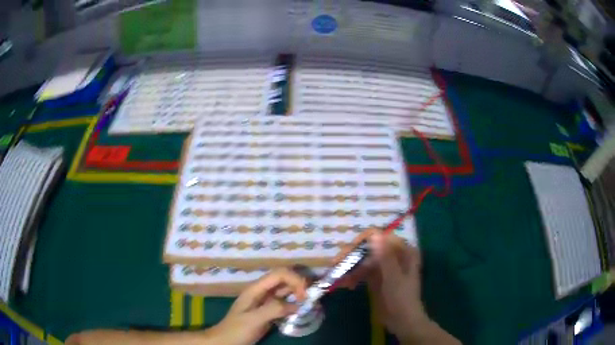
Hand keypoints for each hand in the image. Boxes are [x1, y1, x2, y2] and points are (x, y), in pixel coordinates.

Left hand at [208, 268, 307, 344]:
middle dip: (299, 284)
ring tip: (309, 303)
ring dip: (298, 293)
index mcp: (256, 289)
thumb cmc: (236, 329)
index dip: (294, 279)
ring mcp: (265, 301)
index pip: (279, 274)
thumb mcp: (253, 320)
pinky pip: (285, 302)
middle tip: (310, 298)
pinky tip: (300, 310)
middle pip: (284, 279)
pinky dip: (295, 304)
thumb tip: (296, 305)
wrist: (226, 341)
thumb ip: (272, 309)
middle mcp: (262, 291)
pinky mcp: (269, 311)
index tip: (304, 295)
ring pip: (286, 290)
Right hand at [338, 232, 426, 338]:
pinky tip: (347, 285)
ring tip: (340, 279)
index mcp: (403, 251)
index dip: (363, 241)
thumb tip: (375, 234)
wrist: (402, 320)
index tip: (349, 251)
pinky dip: (353, 277)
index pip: (381, 237)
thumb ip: (385, 256)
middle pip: (369, 248)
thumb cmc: (402, 297)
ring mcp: (384, 266)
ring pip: (363, 260)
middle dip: (353, 256)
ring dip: (350, 268)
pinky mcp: (376, 278)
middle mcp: (393, 255)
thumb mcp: (394, 277)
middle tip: (336, 263)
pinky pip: (362, 272)